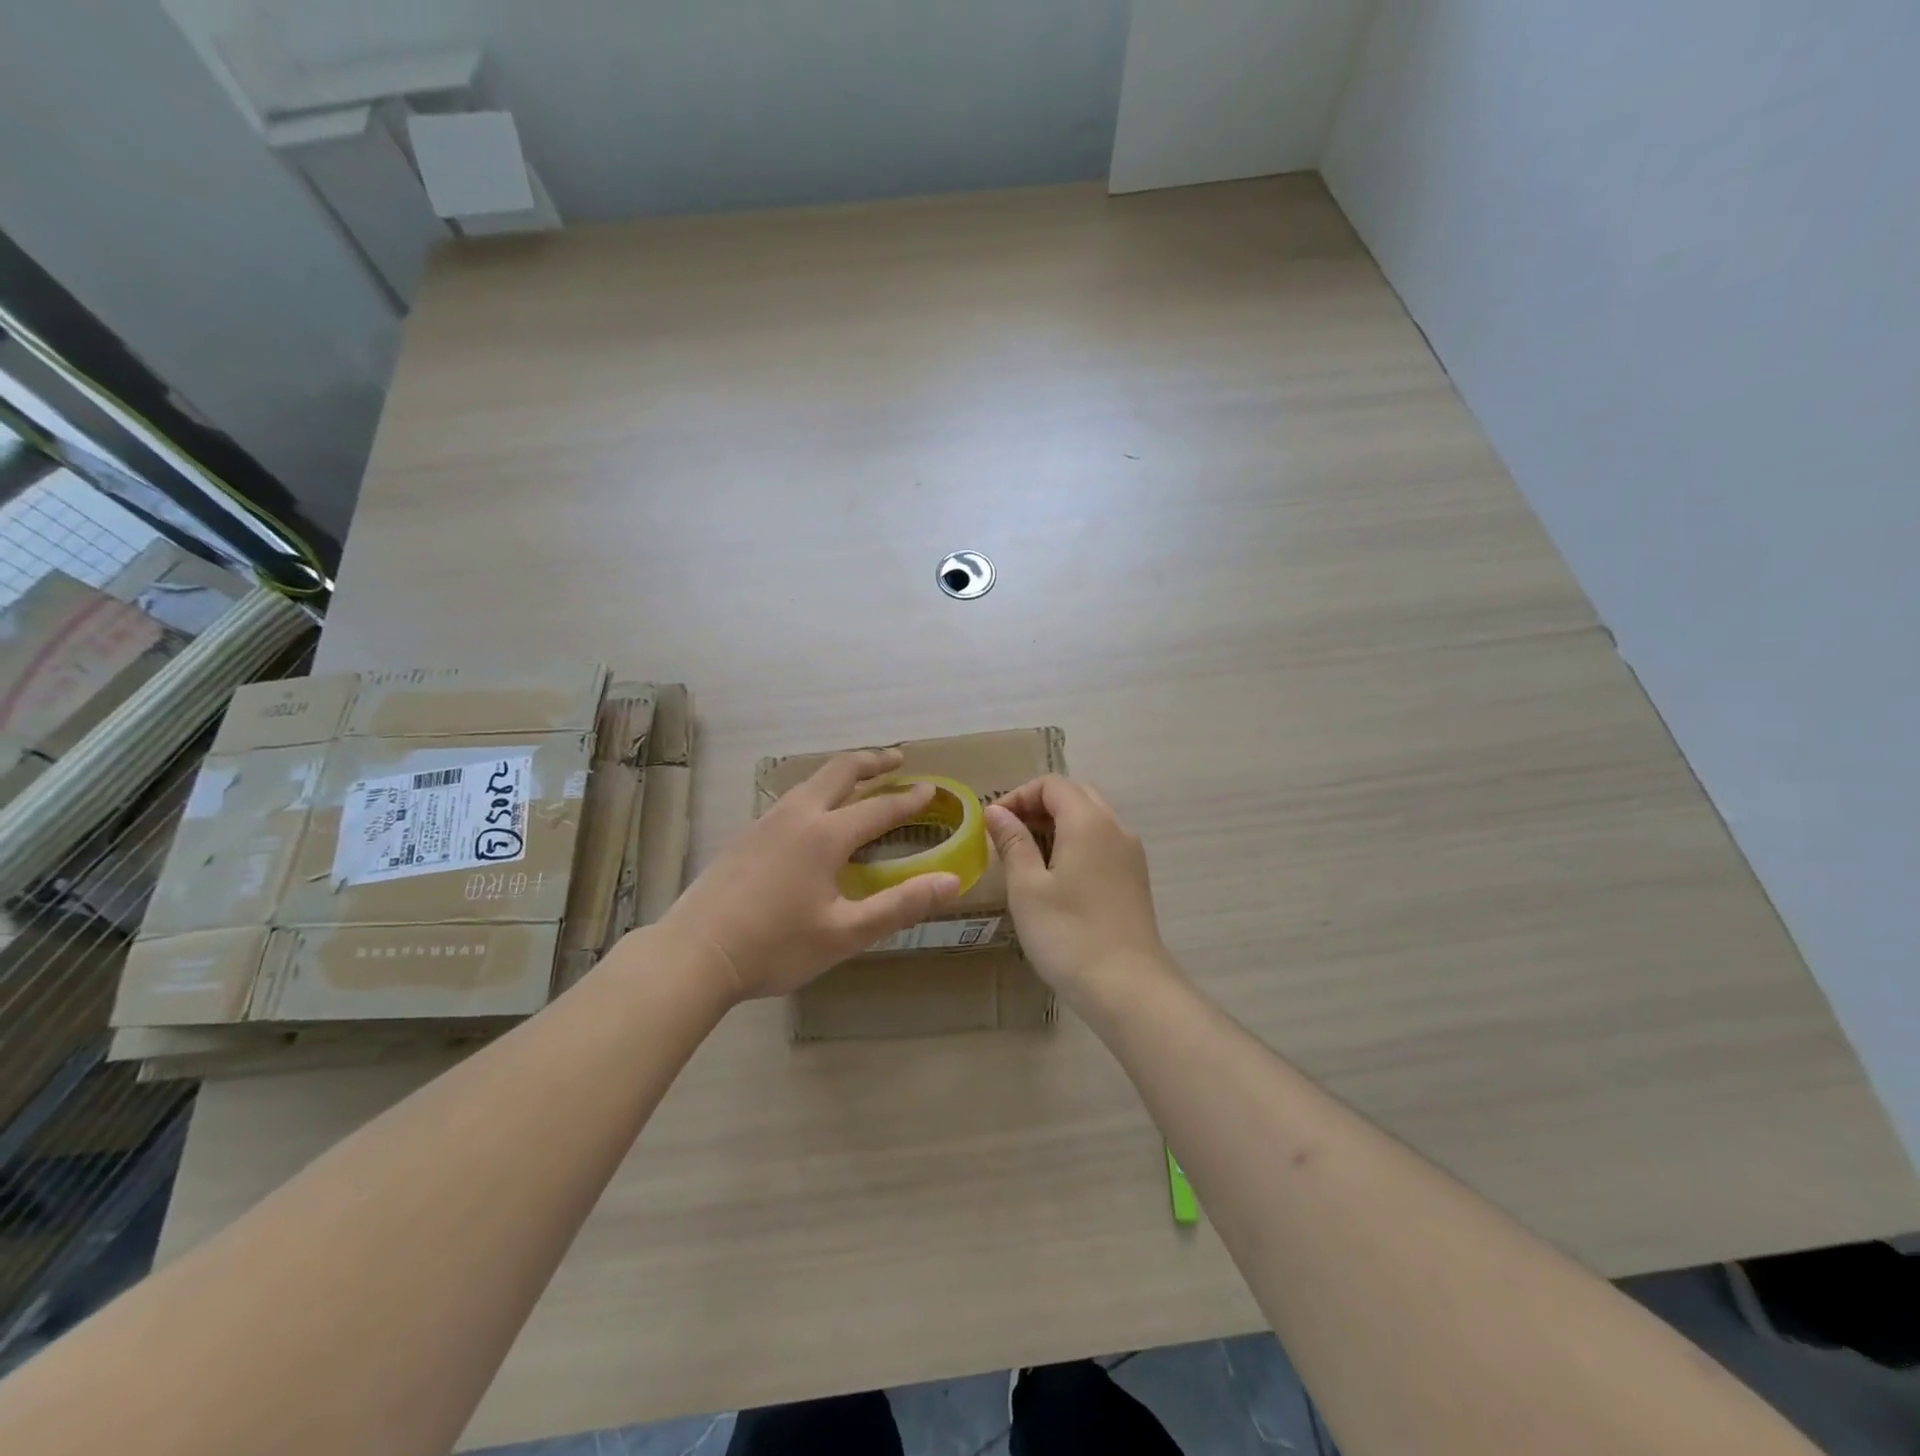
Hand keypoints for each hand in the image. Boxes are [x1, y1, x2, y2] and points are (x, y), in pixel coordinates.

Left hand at [660, 749, 960, 1000]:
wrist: (694, 954)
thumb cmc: (775, 947)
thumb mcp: (845, 934)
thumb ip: (900, 906)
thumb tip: (952, 881)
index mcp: (825, 835)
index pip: (879, 807)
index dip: (908, 799)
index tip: (931, 788)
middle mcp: (797, 815)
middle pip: (840, 771)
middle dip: (873, 760)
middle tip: (897, 759)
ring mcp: (765, 821)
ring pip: (811, 781)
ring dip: (842, 774)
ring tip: (860, 780)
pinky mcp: (745, 835)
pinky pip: (792, 798)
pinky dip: (818, 792)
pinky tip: (814, 816)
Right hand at [985, 776, 1173, 999]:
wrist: (1129, 987)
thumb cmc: (1069, 934)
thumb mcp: (1027, 888)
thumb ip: (1013, 842)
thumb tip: (997, 812)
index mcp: (1089, 822)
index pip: (1052, 785)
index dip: (1018, 796)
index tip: (992, 823)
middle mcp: (1116, 828)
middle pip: (1075, 795)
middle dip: (1038, 806)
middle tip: (1008, 834)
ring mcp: (1130, 855)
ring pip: (1091, 820)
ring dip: (1057, 825)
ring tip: (1026, 856)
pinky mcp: (1134, 879)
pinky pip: (1102, 843)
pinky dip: (1075, 844)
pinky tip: (1055, 877)